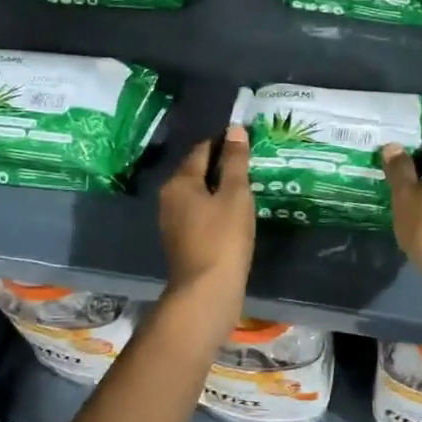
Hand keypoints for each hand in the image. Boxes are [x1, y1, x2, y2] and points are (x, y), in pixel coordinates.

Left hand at [158, 127, 255, 312]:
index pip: (202, 149)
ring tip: (247, 186)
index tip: (247, 140)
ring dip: (219, 188)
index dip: (224, 142)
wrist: (206, 292)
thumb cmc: (223, 238)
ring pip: (198, 194)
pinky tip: (234, 213)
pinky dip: (215, 208)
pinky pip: (199, 213)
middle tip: (251, 163)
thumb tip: (234, 129)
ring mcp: (172, 221)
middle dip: (221, 165)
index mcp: (180, 181)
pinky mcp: (181, 241)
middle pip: (197, 171)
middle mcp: (169, 197)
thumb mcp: (235, 195)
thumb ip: (235, 161)